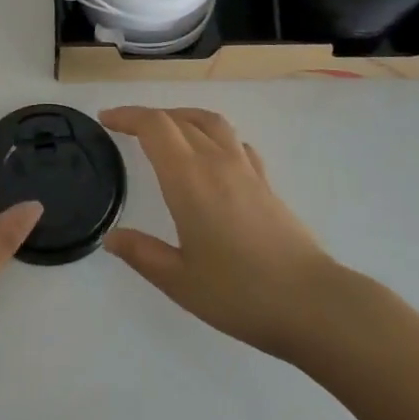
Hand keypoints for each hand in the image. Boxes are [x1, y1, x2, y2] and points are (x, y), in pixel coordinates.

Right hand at [101, 107, 336, 361]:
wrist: (312, 303)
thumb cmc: (239, 293)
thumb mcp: (179, 281)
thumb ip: (143, 254)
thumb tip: (112, 238)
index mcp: (189, 179)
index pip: (155, 126)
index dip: (128, 116)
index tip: (106, 120)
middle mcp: (216, 162)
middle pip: (179, 119)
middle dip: (148, 117)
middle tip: (125, 128)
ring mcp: (246, 169)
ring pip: (211, 122)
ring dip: (182, 117)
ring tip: (166, 131)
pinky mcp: (266, 183)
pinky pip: (235, 142)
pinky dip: (213, 136)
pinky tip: (211, 156)